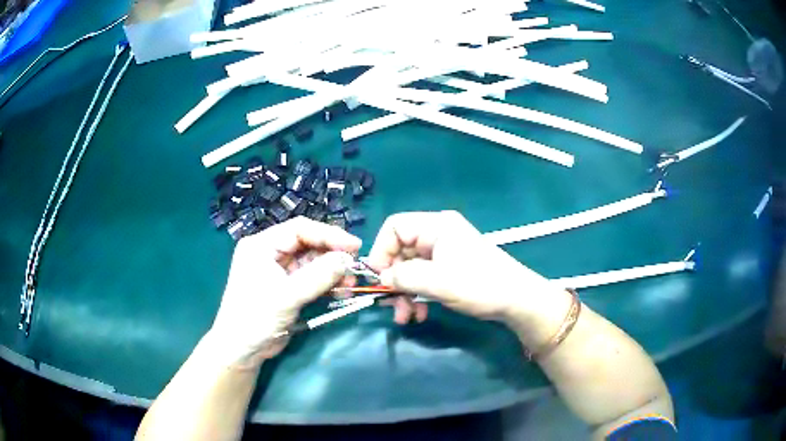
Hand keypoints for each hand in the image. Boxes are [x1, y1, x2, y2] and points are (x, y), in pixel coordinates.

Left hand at [207, 217, 360, 368]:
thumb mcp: (287, 296)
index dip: (329, 235)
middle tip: (355, 267)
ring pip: (312, 262)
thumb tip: (348, 259)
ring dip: (332, 271)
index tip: (354, 246)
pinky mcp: (287, 287)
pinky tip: (342, 292)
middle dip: (332, 255)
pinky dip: (327, 284)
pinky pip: (311, 279)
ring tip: (351, 283)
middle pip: (308, 244)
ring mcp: (279, 270)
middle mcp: (270, 253)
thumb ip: (319, 276)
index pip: (300, 229)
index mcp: (262, 245)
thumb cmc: (256, 317)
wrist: (243, 350)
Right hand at [368, 211, 554, 324]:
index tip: (378, 277)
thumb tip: (382, 277)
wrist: (516, 300)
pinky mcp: (449, 269)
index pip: (395, 227)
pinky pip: (423, 278)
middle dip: (394, 280)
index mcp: (436, 226)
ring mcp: (444, 252)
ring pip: (410, 269)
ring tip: (406, 317)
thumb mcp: (438, 282)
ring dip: (404, 293)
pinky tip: (419, 315)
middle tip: (391, 305)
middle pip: (401, 251)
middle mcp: (438, 234)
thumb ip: (404, 276)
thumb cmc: (479, 285)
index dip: (381, 250)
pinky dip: (417, 295)